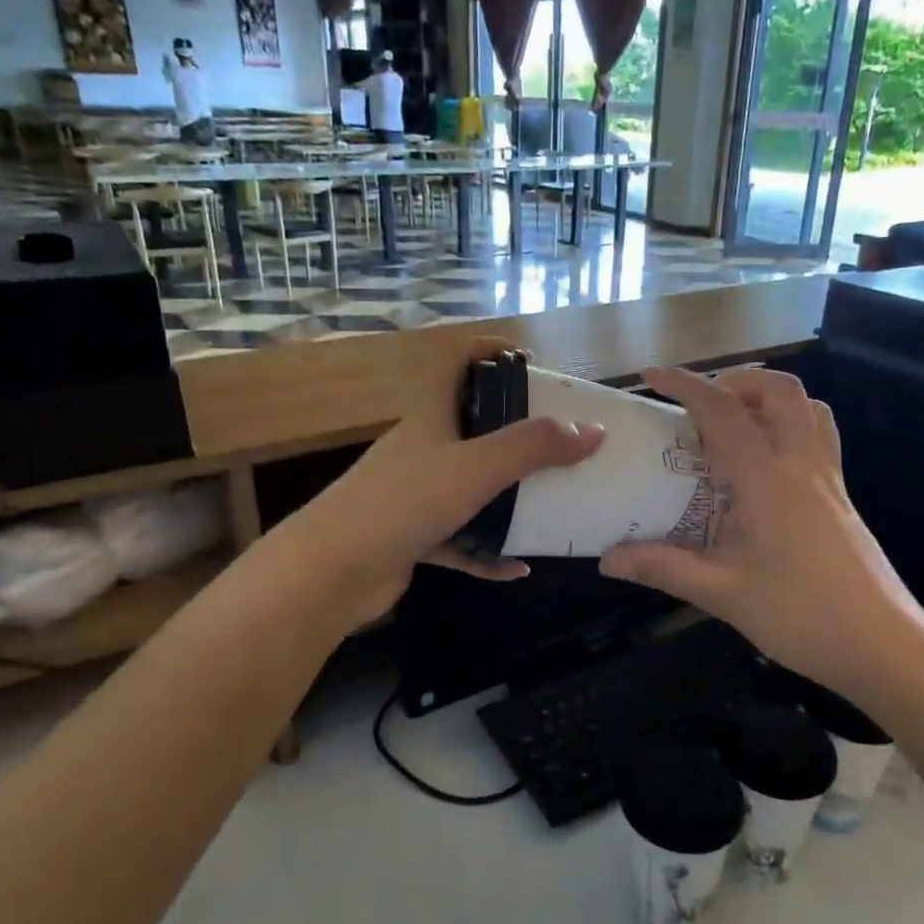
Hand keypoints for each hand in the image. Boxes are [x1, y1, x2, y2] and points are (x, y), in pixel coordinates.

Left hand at [261, 336, 604, 632]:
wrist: (330, 572)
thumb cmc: (403, 503)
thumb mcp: (476, 467)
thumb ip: (534, 446)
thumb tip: (593, 430)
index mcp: (431, 417)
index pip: (455, 363)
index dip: (488, 350)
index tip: (532, 361)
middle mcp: (422, 451)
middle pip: (473, 429)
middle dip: (517, 436)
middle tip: (562, 446)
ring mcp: (415, 497)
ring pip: (471, 490)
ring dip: (509, 501)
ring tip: (552, 507)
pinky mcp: (412, 539)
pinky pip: (460, 541)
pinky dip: (487, 554)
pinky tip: (517, 569)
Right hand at [599, 366, 923, 707]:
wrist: (881, 645)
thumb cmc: (800, 616)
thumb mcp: (723, 594)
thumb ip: (664, 568)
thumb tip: (607, 559)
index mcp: (767, 480)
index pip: (722, 411)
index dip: (683, 386)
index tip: (650, 378)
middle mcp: (802, 464)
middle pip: (777, 390)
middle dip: (734, 381)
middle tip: (699, 406)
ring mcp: (828, 477)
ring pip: (807, 406)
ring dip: (768, 397)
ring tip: (734, 423)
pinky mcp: (842, 495)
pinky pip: (819, 435)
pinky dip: (791, 424)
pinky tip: (766, 462)